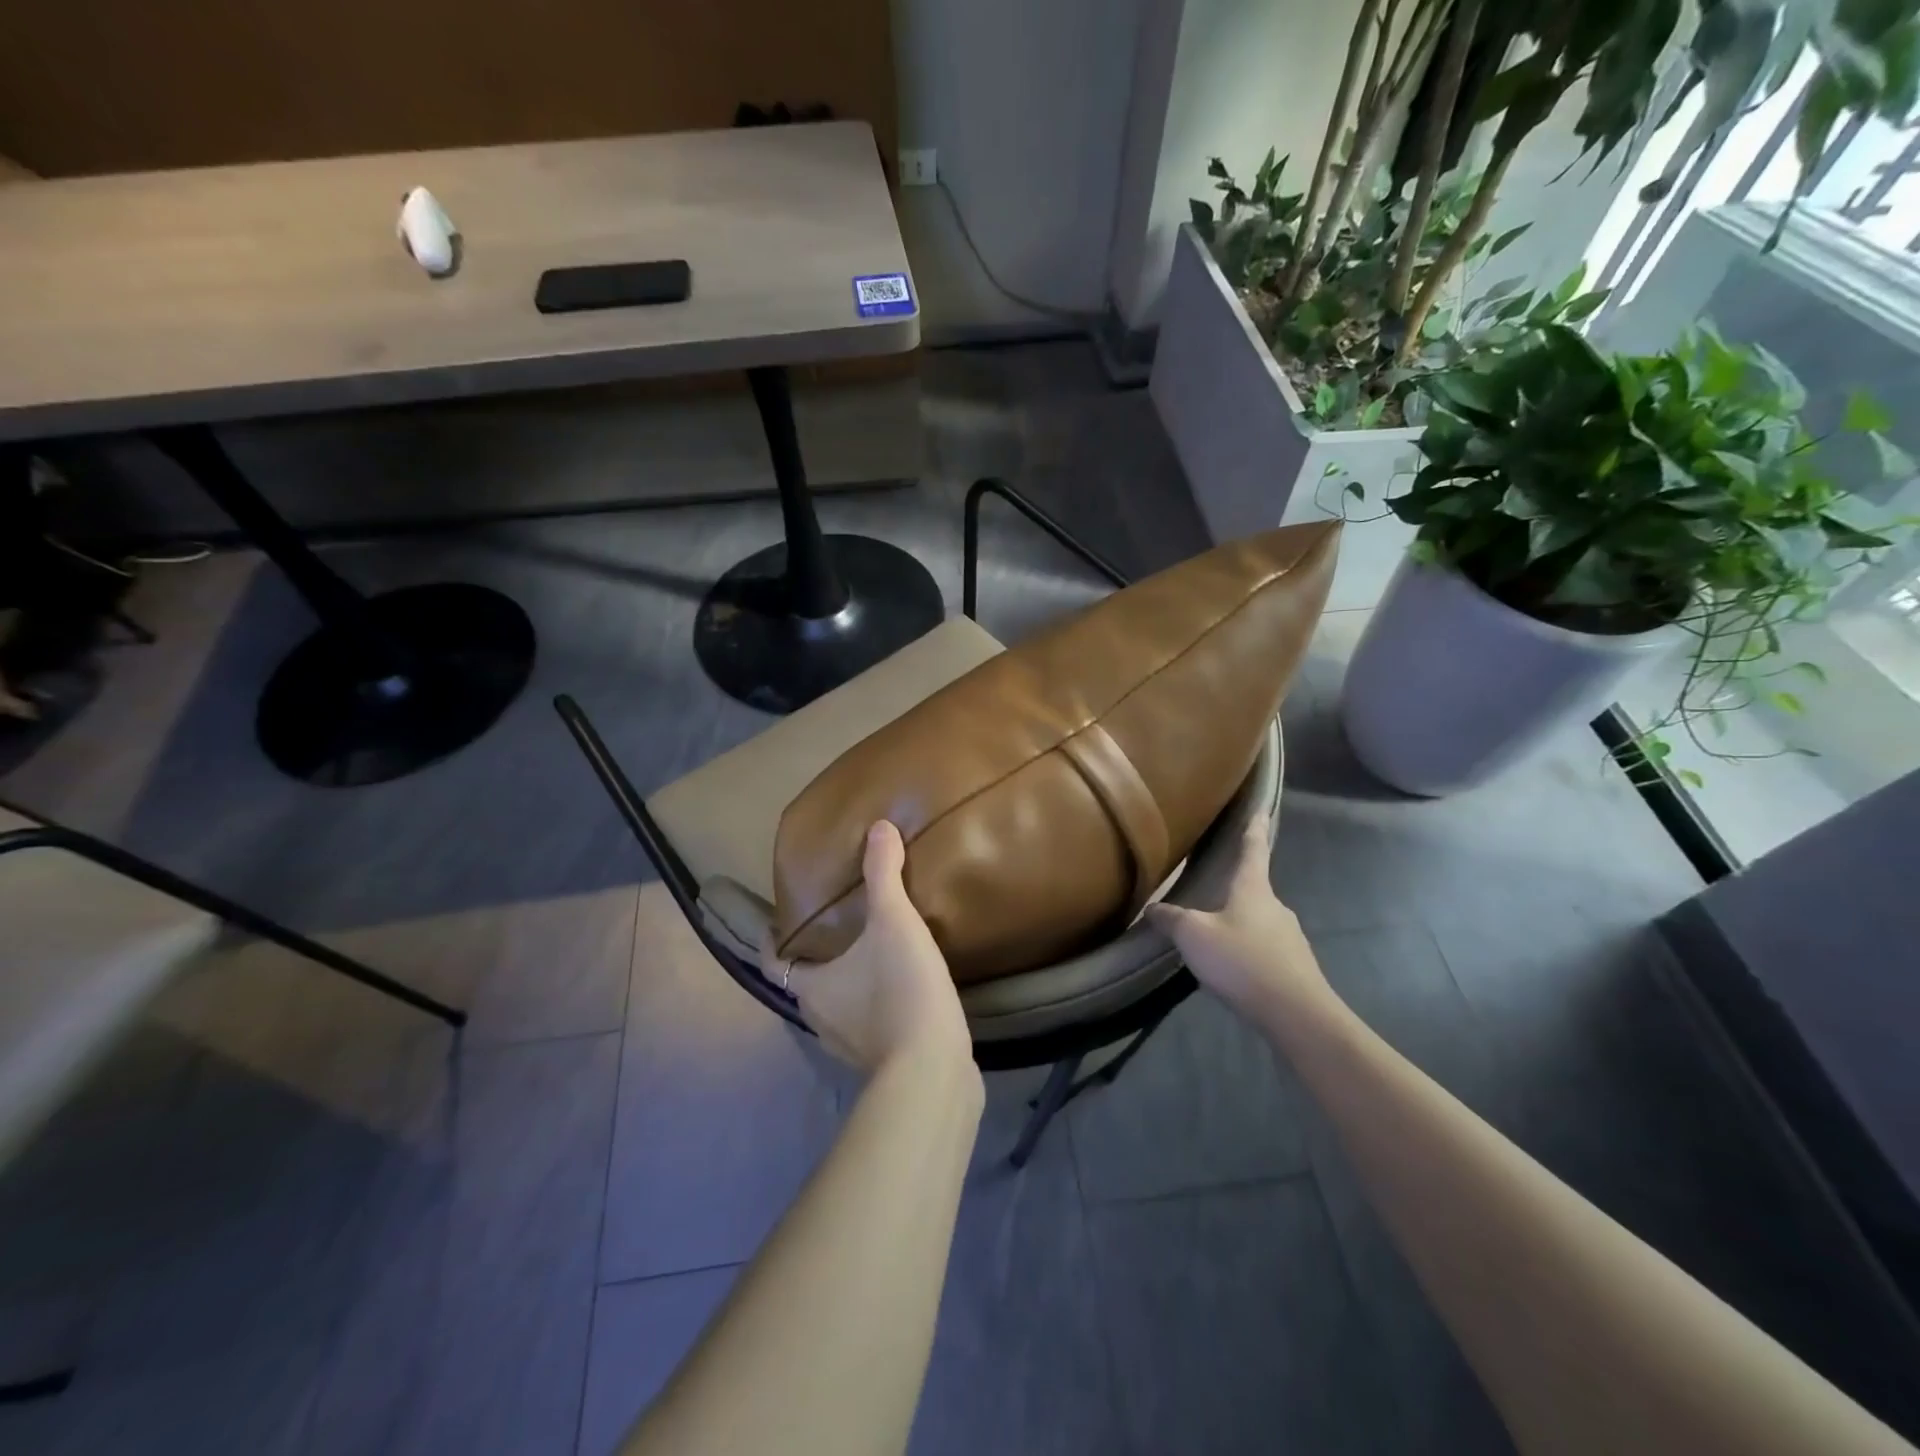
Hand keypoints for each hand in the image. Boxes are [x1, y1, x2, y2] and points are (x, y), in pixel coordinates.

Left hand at [773, 822, 972, 1076]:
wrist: (933, 1069)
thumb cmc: (900, 990)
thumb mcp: (893, 922)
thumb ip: (884, 874)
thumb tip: (879, 827)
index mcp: (812, 988)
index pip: (774, 963)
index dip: (771, 943)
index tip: (775, 924)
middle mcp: (821, 1020)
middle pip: (808, 984)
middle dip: (816, 958)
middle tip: (835, 927)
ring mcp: (851, 1046)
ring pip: (839, 1007)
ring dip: (847, 983)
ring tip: (871, 953)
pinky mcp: (883, 1060)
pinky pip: (869, 1025)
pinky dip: (876, 1005)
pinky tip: (902, 988)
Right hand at [1147, 810, 1331, 1024]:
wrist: (1296, 1013)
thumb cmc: (1242, 960)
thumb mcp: (1193, 936)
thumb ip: (1171, 919)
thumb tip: (1152, 907)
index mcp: (1253, 889)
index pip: (1254, 849)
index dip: (1252, 828)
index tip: (1259, 808)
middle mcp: (1276, 907)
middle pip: (1254, 889)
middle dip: (1235, 889)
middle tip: (1212, 891)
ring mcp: (1290, 938)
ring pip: (1259, 922)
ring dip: (1240, 925)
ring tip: (1215, 938)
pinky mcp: (1295, 967)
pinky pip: (1266, 950)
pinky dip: (1248, 952)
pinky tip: (1233, 969)